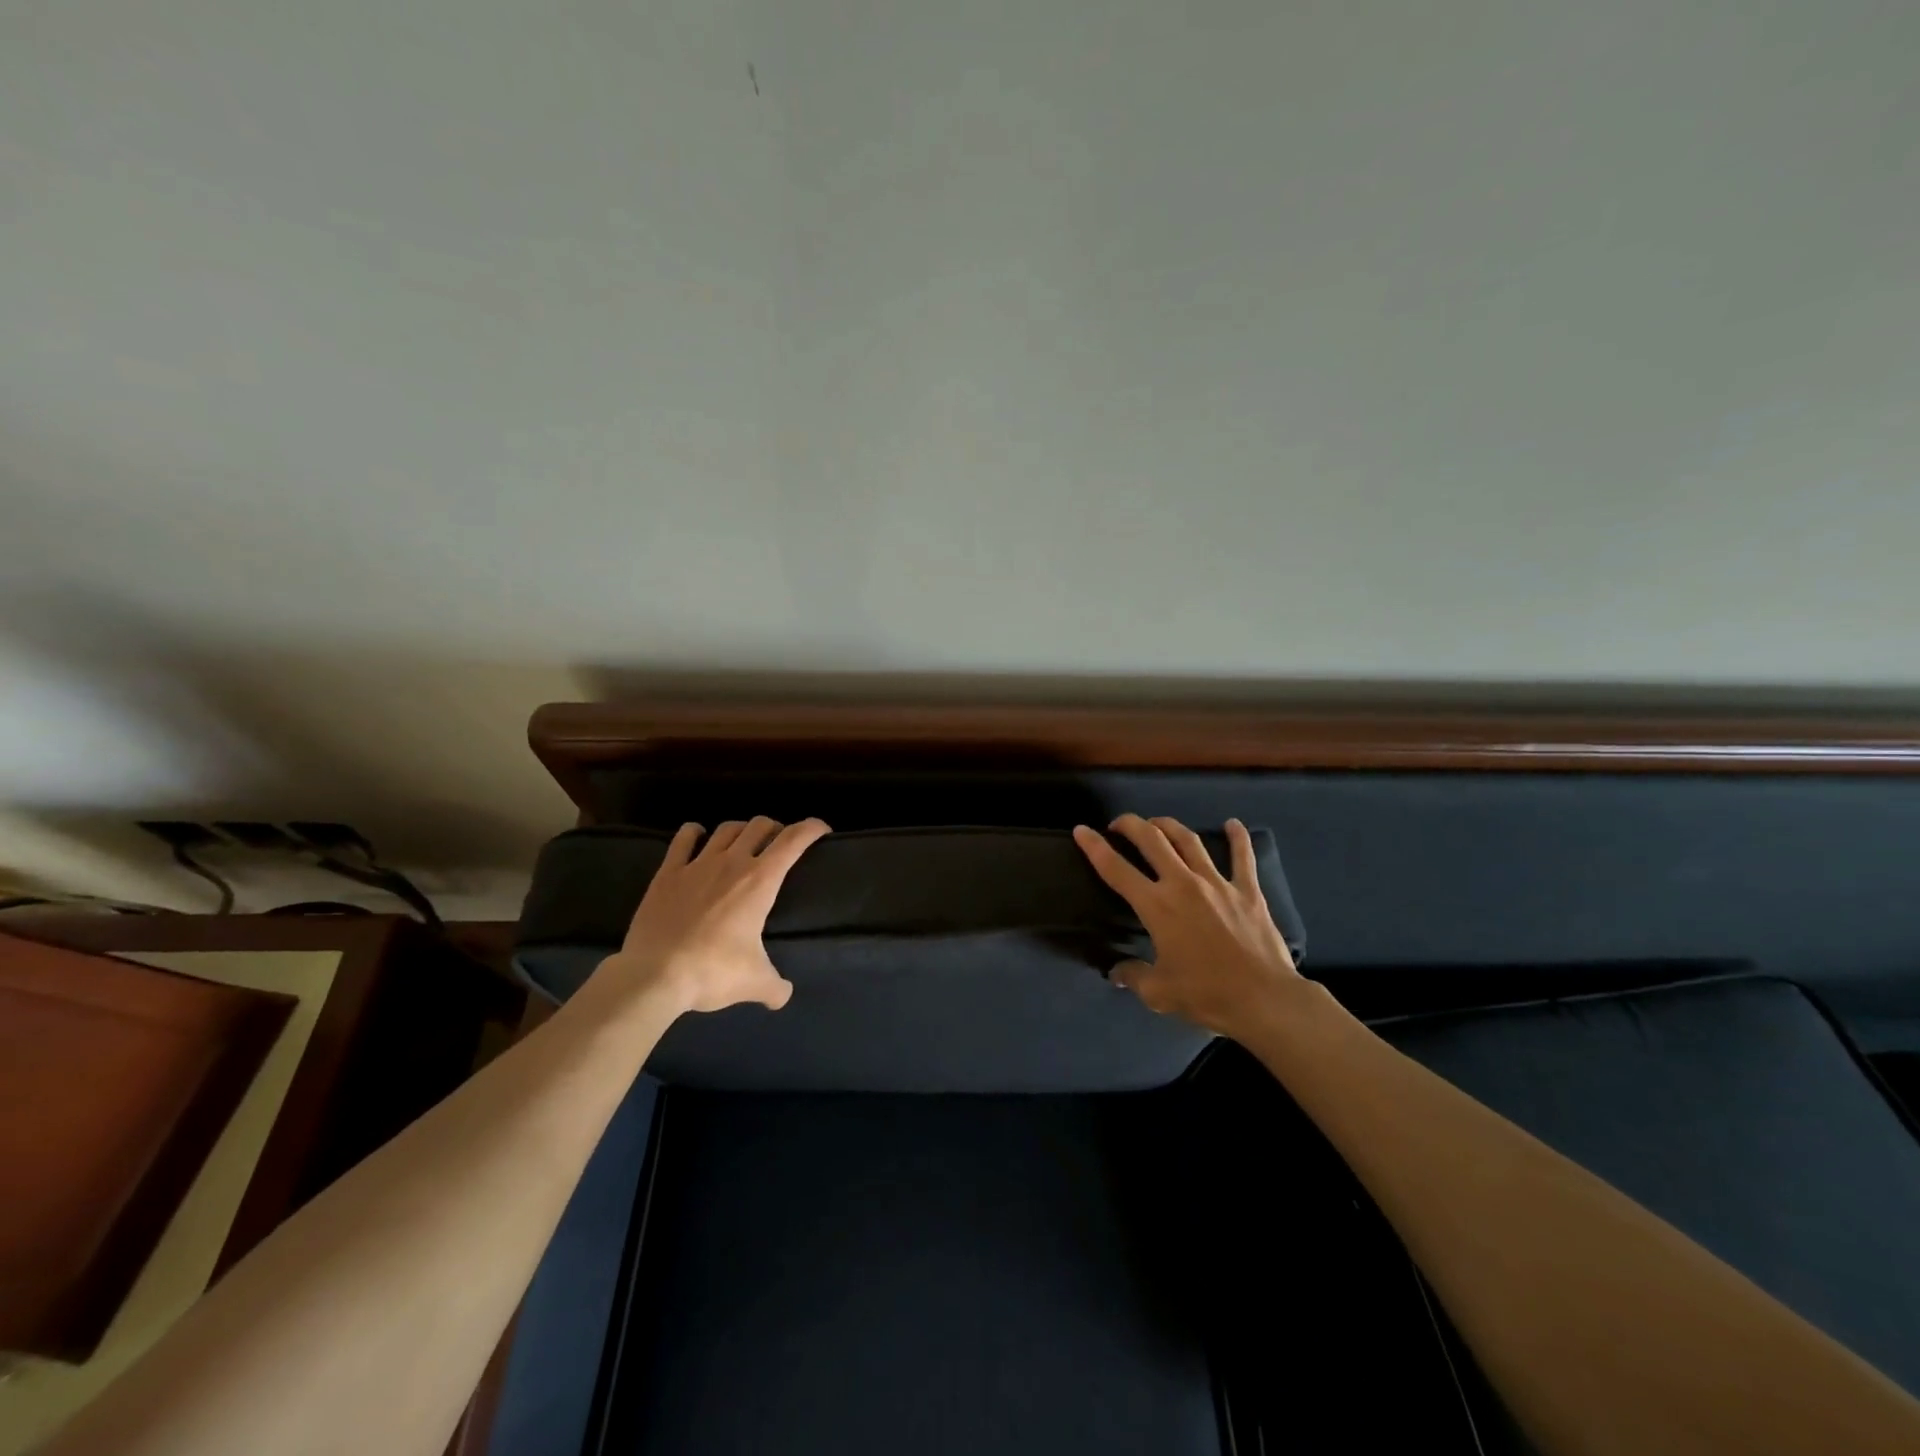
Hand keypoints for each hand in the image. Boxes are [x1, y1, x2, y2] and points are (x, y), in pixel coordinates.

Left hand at [590, 817, 830, 1014]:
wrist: (654, 975)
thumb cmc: (713, 972)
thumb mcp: (755, 983)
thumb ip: (776, 987)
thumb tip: (783, 996)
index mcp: (760, 881)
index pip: (793, 841)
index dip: (811, 828)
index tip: (821, 829)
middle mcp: (732, 862)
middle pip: (760, 826)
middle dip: (775, 829)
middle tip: (779, 844)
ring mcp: (697, 864)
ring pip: (727, 829)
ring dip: (742, 830)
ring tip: (744, 842)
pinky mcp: (667, 873)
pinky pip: (684, 839)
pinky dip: (695, 833)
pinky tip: (697, 836)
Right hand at [1073, 813, 1301, 1036]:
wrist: (1264, 1000)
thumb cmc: (1207, 995)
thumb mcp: (1159, 993)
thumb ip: (1133, 976)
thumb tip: (1117, 972)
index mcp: (1157, 906)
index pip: (1116, 869)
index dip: (1094, 847)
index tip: (1082, 830)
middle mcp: (1183, 884)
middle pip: (1151, 840)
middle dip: (1130, 825)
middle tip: (1119, 824)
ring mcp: (1217, 883)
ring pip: (1188, 840)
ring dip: (1169, 826)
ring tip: (1157, 823)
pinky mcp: (1247, 891)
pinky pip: (1242, 857)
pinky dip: (1238, 837)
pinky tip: (1232, 824)